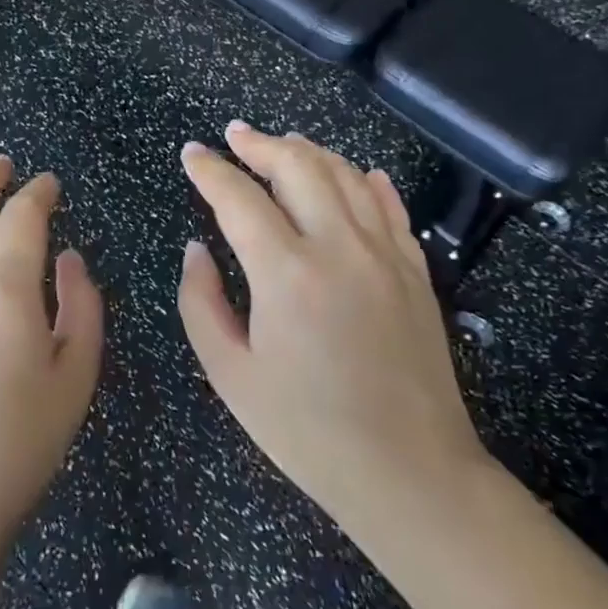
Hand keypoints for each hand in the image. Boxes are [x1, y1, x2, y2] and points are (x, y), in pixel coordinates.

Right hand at [177, 123, 489, 532]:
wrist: (411, 472)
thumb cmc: (307, 430)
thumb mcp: (231, 374)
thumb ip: (202, 302)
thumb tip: (196, 249)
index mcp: (286, 272)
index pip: (240, 198)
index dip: (210, 170)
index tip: (192, 153)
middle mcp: (339, 247)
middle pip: (299, 167)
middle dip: (260, 144)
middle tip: (234, 136)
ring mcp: (385, 255)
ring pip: (347, 176)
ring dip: (310, 151)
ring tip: (284, 142)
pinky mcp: (416, 272)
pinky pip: (390, 207)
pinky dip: (367, 181)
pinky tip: (356, 173)